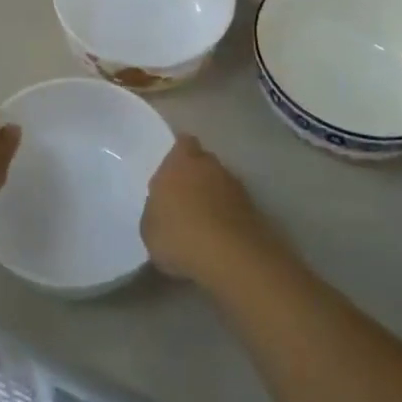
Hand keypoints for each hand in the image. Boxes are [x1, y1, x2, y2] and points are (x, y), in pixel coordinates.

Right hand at [141, 134, 275, 283]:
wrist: (230, 257)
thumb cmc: (179, 236)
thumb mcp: (149, 228)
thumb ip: (155, 210)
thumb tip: (162, 208)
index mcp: (179, 161)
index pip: (182, 144)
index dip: (178, 157)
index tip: (171, 175)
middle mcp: (209, 165)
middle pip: (203, 162)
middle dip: (195, 176)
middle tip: (184, 200)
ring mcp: (234, 185)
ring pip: (220, 184)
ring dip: (213, 197)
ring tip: (203, 224)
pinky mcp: (253, 208)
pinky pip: (234, 206)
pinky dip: (228, 216)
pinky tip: (219, 238)